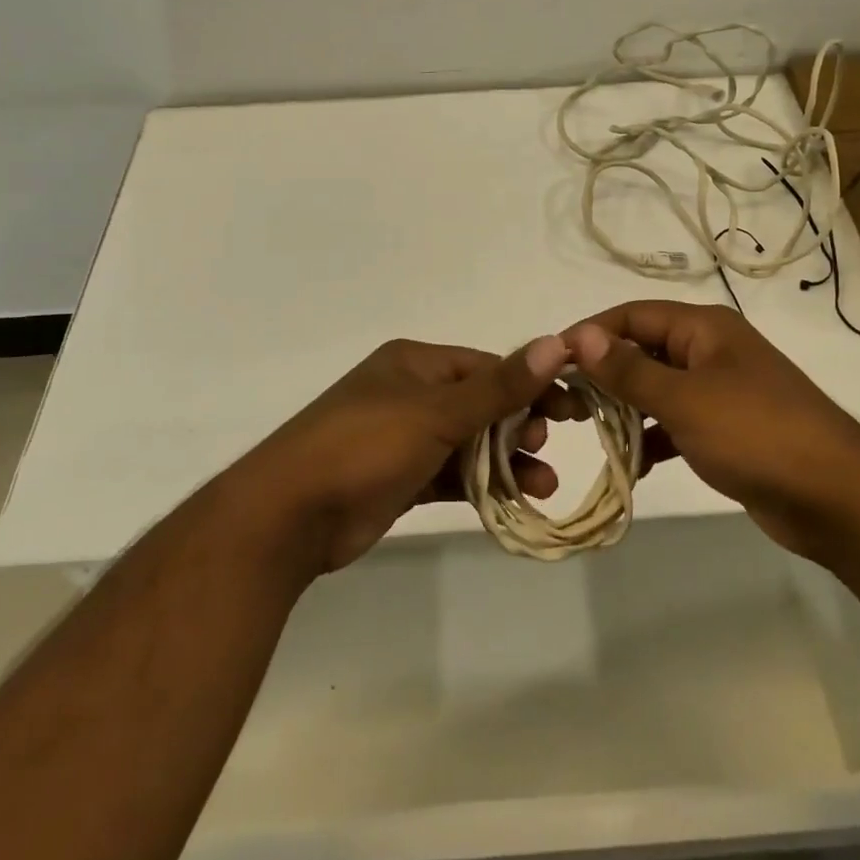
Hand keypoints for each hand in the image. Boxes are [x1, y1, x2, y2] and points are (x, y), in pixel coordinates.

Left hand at [227, 335, 571, 574]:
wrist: (289, 515)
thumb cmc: (366, 446)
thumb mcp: (437, 412)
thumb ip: (499, 386)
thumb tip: (556, 344)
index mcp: (416, 363)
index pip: (487, 367)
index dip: (530, 385)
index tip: (570, 410)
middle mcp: (410, 393)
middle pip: (480, 405)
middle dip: (519, 427)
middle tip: (547, 449)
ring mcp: (403, 438)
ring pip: (468, 444)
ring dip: (506, 462)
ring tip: (542, 488)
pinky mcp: (399, 478)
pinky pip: (450, 474)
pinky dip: (480, 485)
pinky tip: (512, 502)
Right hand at [561, 301, 859, 559]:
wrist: (838, 498)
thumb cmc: (756, 433)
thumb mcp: (684, 399)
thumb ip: (629, 370)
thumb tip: (580, 336)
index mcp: (704, 328)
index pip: (634, 315)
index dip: (592, 332)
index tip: (552, 359)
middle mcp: (711, 351)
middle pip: (645, 349)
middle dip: (605, 372)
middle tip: (564, 401)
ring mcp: (722, 391)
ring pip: (659, 388)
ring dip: (626, 406)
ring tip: (588, 429)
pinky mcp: (729, 430)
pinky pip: (677, 423)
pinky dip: (653, 437)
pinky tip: (632, 464)